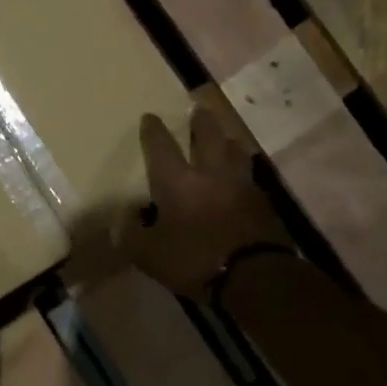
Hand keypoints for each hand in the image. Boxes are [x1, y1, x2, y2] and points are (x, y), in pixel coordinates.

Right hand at [115, 107, 294, 300]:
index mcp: (177, 181)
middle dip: (201, 121)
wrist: (255, 277)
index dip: (153, 131)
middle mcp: (210, 174)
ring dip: (228, 141)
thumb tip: (122, 221)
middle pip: (208, 136)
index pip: (161, 147)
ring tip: (225, 138)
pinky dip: (243, 171)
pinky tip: (242, 177)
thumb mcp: (149, 255)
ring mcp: (242, 185)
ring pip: (235, 152)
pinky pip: (250, 177)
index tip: (150, 116)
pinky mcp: (264, 203)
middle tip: (199, 108)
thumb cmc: (194, 259)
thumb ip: (132, 235)